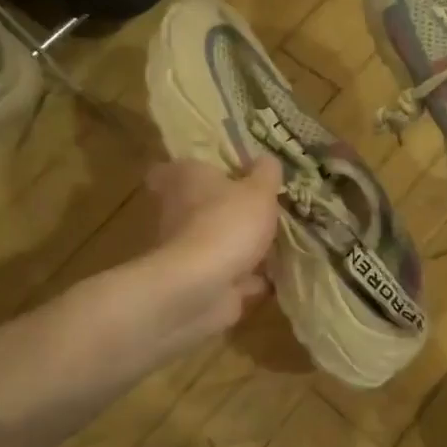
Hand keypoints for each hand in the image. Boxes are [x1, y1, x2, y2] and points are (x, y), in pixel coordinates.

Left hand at [144, 155, 281, 339]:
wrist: (202, 287)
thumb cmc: (227, 223)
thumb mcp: (258, 190)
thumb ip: (266, 173)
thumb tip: (266, 160)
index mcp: (185, 179)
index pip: (169, 170)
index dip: (190, 171)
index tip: (216, 174)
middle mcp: (178, 212)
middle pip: (198, 206)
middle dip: (226, 210)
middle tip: (261, 208)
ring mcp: (188, 250)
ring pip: (216, 241)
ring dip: (240, 245)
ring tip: (277, 242)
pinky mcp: (200, 282)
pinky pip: (230, 275)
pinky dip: (249, 278)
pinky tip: (277, 276)